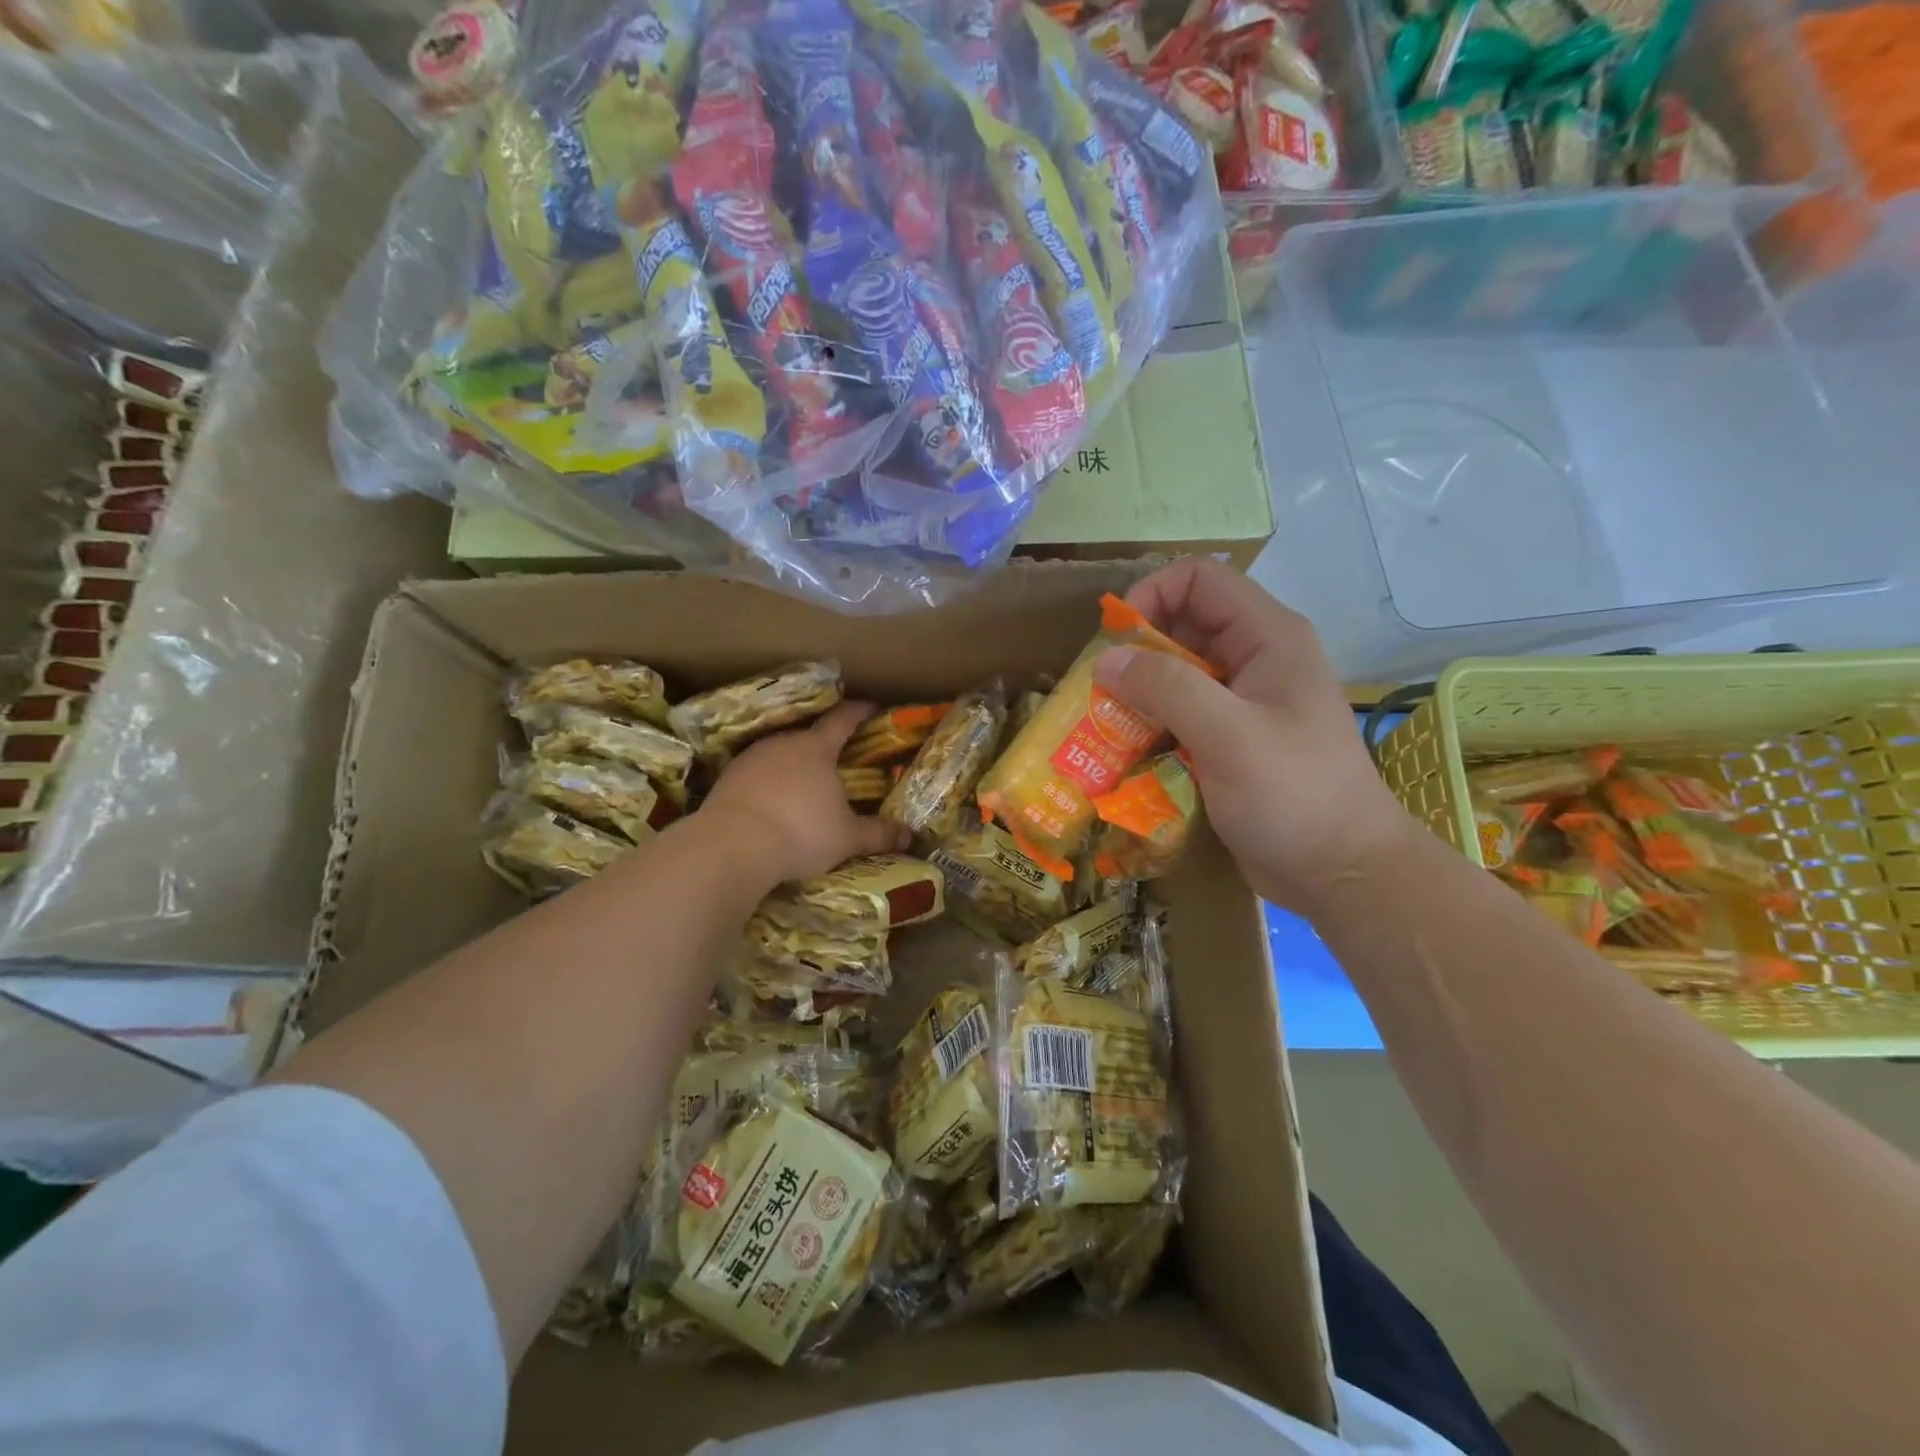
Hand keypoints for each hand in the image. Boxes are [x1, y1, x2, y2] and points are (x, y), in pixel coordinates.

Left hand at [702, 702, 909, 885]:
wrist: (732, 845)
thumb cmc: (801, 833)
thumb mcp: (847, 838)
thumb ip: (878, 834)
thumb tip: (910, 836)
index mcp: (817, 748)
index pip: (843, 719)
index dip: (859, 711)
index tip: (871, 707)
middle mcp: (783, 743)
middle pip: (808, 736)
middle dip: (824, 746)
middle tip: (837, 760)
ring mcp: (751, 758)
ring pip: (779, 754)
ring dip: (792, 766)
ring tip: (802, 787)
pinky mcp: (727, 778)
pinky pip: (755, 774)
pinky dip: (767, 784)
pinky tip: (771, 804)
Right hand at [1094, 559, 1414, 913]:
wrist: (1342, 872)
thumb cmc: (1295, 795)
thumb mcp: (1229, 736)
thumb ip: (1167, 689)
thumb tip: (1105, 659)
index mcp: (1267, 637)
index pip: (1199, 580)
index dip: (1152, 594)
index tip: (1115, 641)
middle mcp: (1254, 659)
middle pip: (1181, 625)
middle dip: (1135, 652)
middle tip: (1099, 692)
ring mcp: (1242, 702)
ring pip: (1175, 673)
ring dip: (1136, 693)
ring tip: (1103, 724)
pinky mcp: (1229, 740)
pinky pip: (1179, 714)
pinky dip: (1149, 724)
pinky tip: (1126, 752)